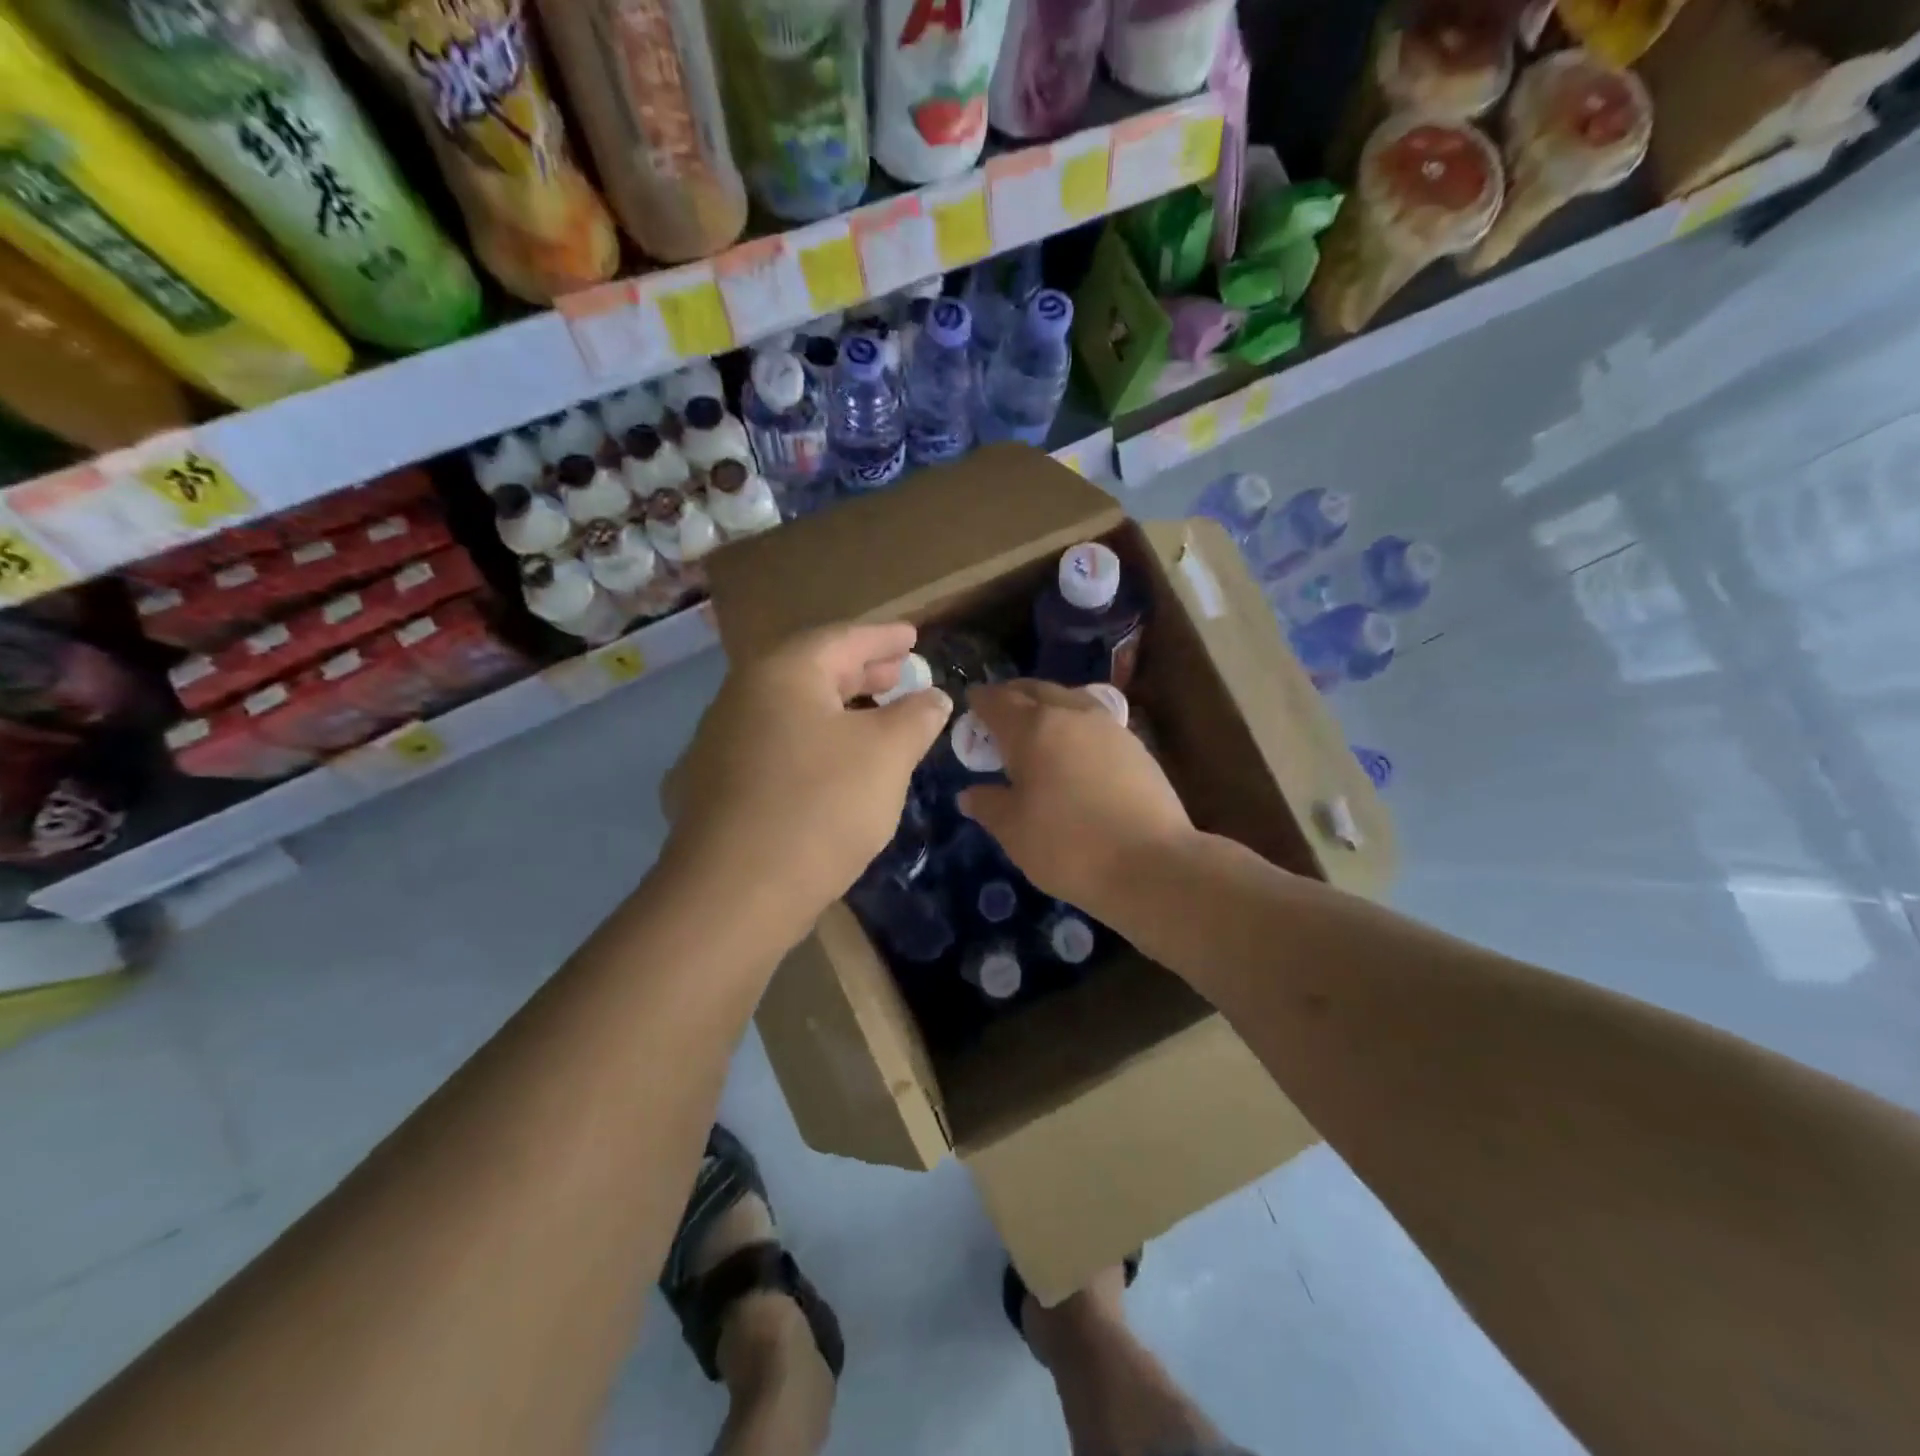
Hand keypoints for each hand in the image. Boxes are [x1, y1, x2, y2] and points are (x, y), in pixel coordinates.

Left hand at [665, 623, 950, 942]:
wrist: (734, 894)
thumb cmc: (821, 806)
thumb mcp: (887, 754)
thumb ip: (917, 716)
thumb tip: (933, 698)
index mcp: (782, 673)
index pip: (843, 639)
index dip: (885, 637)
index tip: (914, 636)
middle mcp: (742, 696)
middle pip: (812, 672)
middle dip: (862, 672)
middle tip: (899, 675)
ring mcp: (720, 744)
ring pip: (791, 712)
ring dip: (838, 711)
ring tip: (875, 722)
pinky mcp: (713, 788)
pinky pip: (774, 748)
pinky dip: (811, 746)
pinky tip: (832, 771)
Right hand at [958, 680, 1193, 919]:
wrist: (1152, 864)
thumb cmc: (1069, 846)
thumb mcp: (1014, 832)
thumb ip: (989, 805)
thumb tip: (970, 793)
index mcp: (1032, 728)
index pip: (998, 701)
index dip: (980, 701)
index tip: (971, 704)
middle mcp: (1071, 714)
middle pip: (1036, 690)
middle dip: (1013, 696)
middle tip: (999, 714)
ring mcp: (1108, 727)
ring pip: (1070, 700)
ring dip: (1048, 705)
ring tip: (1037, 729)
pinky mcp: (1135, 745)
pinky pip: (1094, 721)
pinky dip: (1074, 725)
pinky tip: (1074, 750)